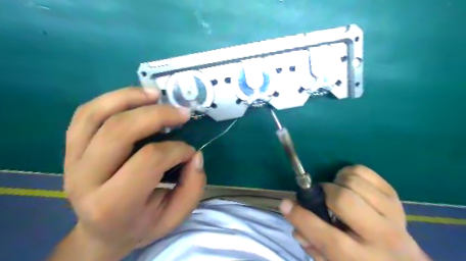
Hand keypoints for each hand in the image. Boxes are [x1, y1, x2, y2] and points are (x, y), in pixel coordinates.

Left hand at [53, 88, 203, 260]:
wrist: (102, 232)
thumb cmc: (142, 223)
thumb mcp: (175, 216)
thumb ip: (192, 188)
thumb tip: (194, 155)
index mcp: (113, 204)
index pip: (149, 160)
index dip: (177, 150)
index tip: (190, 152)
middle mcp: (85, 180)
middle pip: (119, 130)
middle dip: (158, 115)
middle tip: (183, 113)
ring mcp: (71, 161)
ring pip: (96, 115)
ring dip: (130, 98)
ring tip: (157, 95)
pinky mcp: (70, 149)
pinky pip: (86, 114)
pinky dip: (113, 99)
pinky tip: (136, 97)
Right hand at [278, 167, 431, 259]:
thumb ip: (310, 243)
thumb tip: (293, 214)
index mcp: (361, 259)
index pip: (326, 236)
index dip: (301, 217)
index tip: (286, 204)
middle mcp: (381, 237)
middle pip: (344, 200)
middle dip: (324, 193)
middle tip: (320, 197)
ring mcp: (391, 213)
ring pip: (354, 182)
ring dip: (337, 183)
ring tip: (336, 193)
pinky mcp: (394, 197)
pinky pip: (364, 172)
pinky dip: (349, 173)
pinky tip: (348, 185)